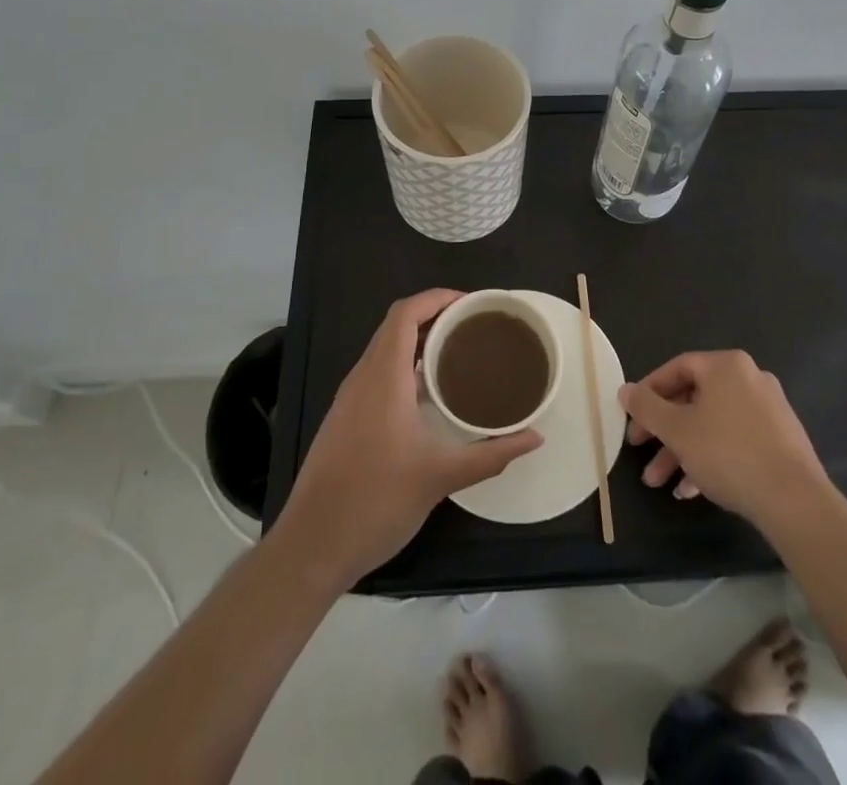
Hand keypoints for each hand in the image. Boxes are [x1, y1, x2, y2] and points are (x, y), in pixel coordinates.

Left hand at [277, 289, 542, 587]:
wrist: (311, 547)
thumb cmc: (375, 502)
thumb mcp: (440, 477)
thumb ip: (490, 454)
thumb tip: (535, 436)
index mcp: (383, 377)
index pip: (405, 313)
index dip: (437, 298)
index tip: (472, 304)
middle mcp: (362, 378)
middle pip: (395, 326)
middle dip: (434, 316)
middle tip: (474, 326)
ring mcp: (349, 399)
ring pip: (384, 350)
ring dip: (418, 341)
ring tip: (458, 353)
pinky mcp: (344, 419)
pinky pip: (377, 373)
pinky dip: (404, 366)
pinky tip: (428, 393)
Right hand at [620, 350, 830, 529]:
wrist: (794, 500)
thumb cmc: (728, 453)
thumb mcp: (677, 430)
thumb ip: (647, 407)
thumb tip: (625, 389)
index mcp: (726, 366)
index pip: (677, 368)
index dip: (649, 391)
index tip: (632, 416)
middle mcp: (749, 379)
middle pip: (694, 399)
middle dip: (663, 430)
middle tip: (640, 451)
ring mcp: (768, 410)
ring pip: (712, 424)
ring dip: (682, 451)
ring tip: (660, 483)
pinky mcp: (779, 441)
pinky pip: (734, 441)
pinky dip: (710, 459)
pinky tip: (691, 490)